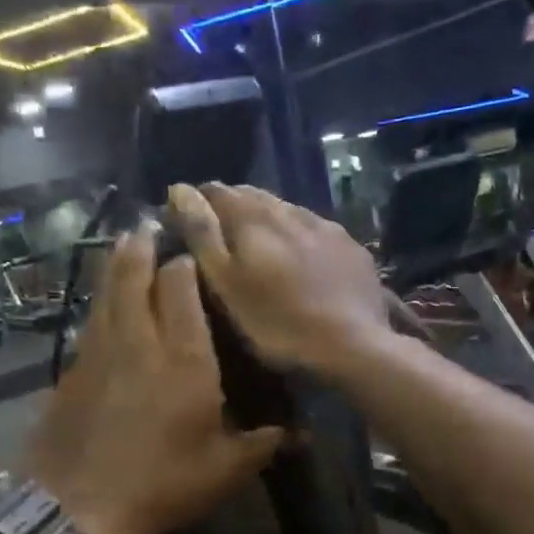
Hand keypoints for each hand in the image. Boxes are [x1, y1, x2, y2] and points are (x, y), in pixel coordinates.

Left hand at [22, 227, 285, 533]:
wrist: (78, 508)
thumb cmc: (161, 486)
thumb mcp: (224, 471)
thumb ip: (262, 443)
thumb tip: (301, 433)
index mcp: (185, 358)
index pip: (181, 288)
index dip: (186, 265)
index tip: (192, 254)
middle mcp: (141, 340)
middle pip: (137, 276)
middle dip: (145, 247)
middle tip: (151, 226)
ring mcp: (100, 351)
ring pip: (107, 291)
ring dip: (116, 262)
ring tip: (125, 240)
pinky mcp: (73, 369)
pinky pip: (90, 319)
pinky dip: (99, 299)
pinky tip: (102, 300)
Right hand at [167, 182, 391, 375]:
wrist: (353, 345)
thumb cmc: (277, 323)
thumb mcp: (226, 284)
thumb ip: (202, 234)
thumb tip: (179, 188)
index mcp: (254, 217)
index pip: (215, 191)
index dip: (195, 202)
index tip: (184, 223)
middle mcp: (290, 210)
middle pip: (252, 196)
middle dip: (231, 208)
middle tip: (219, 235)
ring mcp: (326, 227)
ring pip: (286, 210)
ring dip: (267, 220)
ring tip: (258, 246)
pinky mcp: (352, 247)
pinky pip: (316, 230)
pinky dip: (299, 236)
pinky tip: (301, 258)